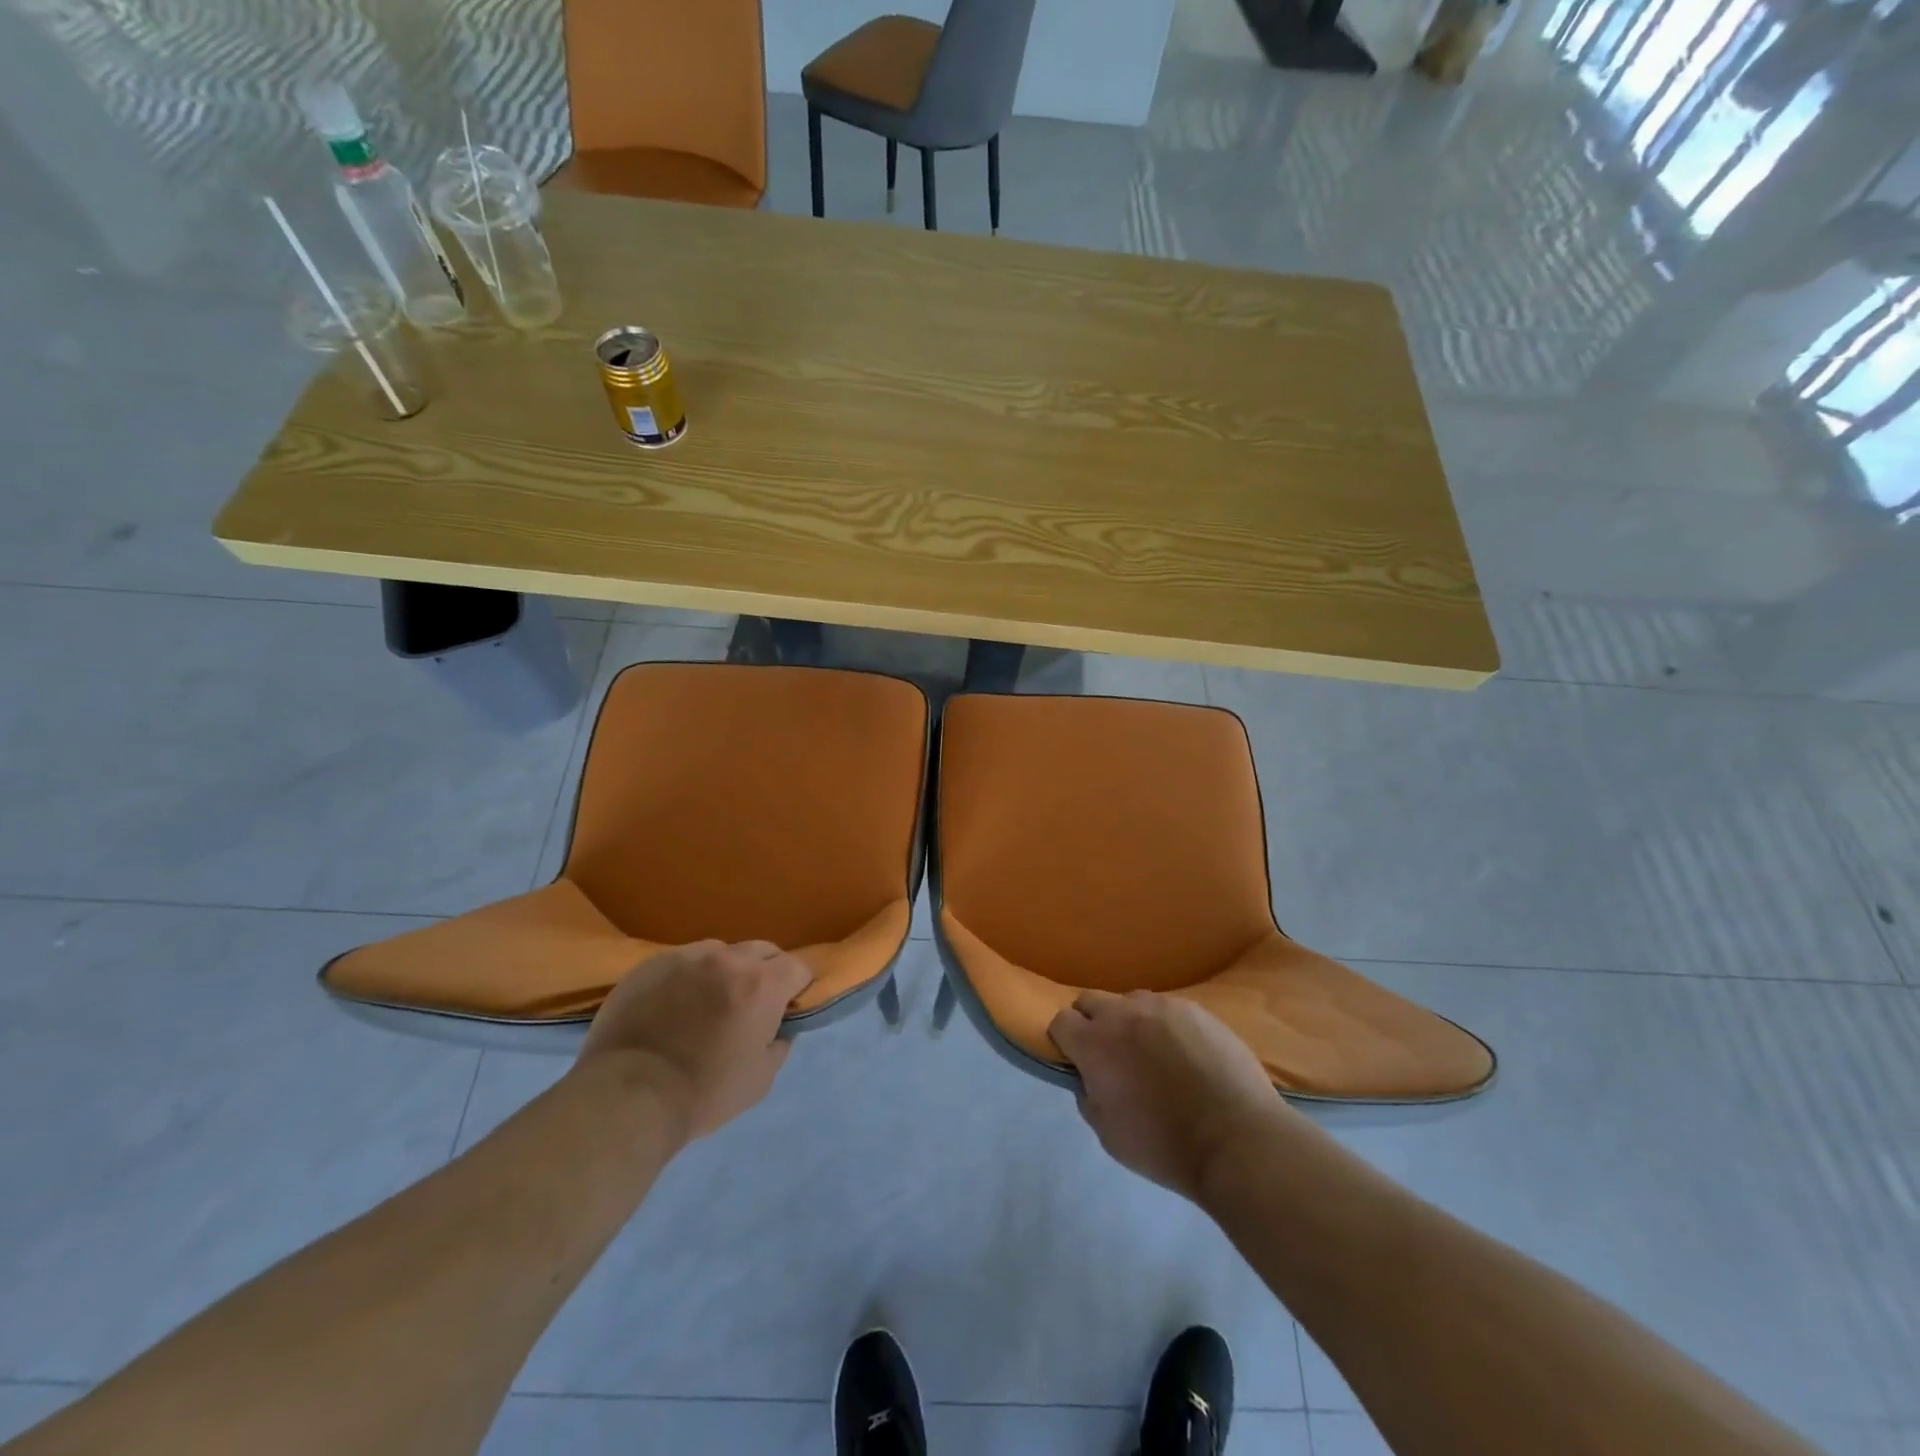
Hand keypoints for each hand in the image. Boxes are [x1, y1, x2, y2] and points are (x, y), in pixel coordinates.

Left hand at [576, 940, 812, 1141]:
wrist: (628, 1097)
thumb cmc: (704, 1092)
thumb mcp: (761, 1079)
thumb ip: (779, 1044)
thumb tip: (780, 1028)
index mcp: (761, 984)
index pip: (797, 967)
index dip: (797, 987)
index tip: (787, 1007)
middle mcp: (728, 959)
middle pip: (762, 950)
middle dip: (765, 972)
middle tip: (751, 1004)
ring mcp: (686, 957)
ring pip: (720, 952)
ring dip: (725, 970)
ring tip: (708, 1001)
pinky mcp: (651, 965)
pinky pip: (682, 961)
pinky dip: (688, 977)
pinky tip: (674, 1005)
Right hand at [1048, 990, 1296, 1202]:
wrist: (1238, 1140)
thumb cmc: (1165, 1145)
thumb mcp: (1109, 1134)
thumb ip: (1089, 1097)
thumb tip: (1089, 1079)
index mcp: (1094, 1043)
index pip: (1060, 1021)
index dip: (1064, 1040)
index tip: (1076, 1060)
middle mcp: (1123, 1013)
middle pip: (1091, 1001)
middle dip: (1092, 1023)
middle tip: (1110, 1054)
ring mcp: (1163, 1006)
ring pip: (1132, 1002)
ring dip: (1130, 1021)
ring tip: (1152, 1053)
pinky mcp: (1197, 1009)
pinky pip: (1169, 1010)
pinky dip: (1166, 1027)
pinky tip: (1185, 1055)